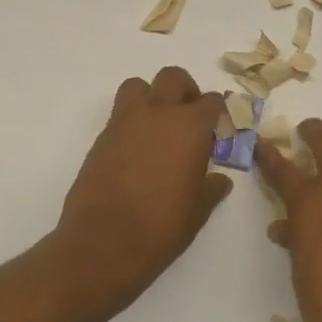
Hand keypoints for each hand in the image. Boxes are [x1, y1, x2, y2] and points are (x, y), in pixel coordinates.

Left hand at [56, 67, 233, 307]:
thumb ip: (211, 188)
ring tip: (159, 127)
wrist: (104, 243)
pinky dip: (132, 122)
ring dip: (152, 97)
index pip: (211, 101)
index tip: (219, 129)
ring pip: (139, 86)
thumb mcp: (198, 210)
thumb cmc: (161, 226)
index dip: (218, 112)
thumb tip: (219, 180)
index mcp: (189, 126)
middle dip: (185, 92)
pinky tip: (137, 152)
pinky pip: (120, 114)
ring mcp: (124, 122)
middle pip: (173, 78)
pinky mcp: (101, 138)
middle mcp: (157, 113)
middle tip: (190, 119)